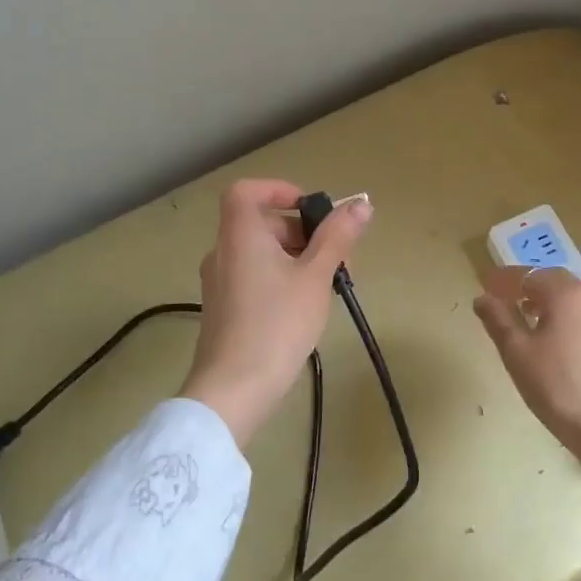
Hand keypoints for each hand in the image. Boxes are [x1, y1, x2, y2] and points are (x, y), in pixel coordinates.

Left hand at [180, 179, 371, 447]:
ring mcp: (220, 282)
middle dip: (303, 232)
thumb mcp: (316, 277)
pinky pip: (254, 276)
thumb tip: (360, 204)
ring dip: (297, 258)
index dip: (279, 190)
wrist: (234, 390)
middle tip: (337, 258)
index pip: (247, 191)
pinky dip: (281, 278)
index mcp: (240, 235)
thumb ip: (338, 238)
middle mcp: (224, 252)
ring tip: (327, 286)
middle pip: (262, 223)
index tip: (311, 210)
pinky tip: (305, 307)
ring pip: (261, 253)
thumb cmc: (277, 324)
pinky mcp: (224, 309)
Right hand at [472, 266, 580, 513]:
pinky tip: (555, 339)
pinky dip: (565, 316)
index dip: (503, 280)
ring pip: (571, 297)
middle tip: (504, 299)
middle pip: (553, 280)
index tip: (484, 285)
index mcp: (566, 294)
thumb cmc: (557, 387)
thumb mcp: (517, 353)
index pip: (528, 275)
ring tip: (527, 319)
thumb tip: (482, 298)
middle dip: (527, 286)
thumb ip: (498, 320)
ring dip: (547, 300)